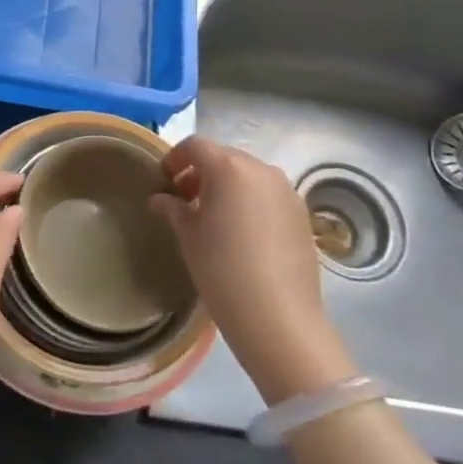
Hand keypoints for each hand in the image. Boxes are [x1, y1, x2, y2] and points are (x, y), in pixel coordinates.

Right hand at [151, 137, 355, 402]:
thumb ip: (173, 208)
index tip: (164, 180)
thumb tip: (161, 199)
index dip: (175, 158)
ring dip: (227, 187)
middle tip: (186, 200)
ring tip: (214, 218)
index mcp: (228, 168)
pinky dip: (250, 201)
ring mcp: (286, 190)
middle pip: (224, 157)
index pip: (195, 146)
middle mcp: (261, 169)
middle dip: (201, 173)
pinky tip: (242, 233)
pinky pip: (268, 194)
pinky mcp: (301, 212)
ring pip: (248, 175)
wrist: (278, 317)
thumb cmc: (222, 270)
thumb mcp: (188, 236)